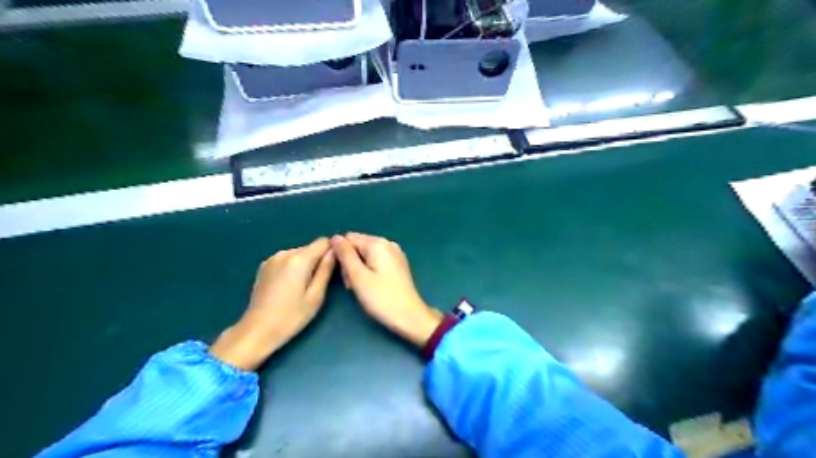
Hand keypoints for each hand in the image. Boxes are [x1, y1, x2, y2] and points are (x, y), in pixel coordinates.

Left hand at [213, 237, 337, 369]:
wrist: (256, 331)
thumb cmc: (291, 316)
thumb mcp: (316, 296)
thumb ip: (326, 270)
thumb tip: (335, 252)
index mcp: (299, 259)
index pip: (323, 242)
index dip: (332, 251)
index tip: (334, 268)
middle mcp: (285, 253)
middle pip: (310, 248)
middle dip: (318, 260)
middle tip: (318, 284)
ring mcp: (272, 259)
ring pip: (299, 254)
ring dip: (305, 265)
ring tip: (303, 287)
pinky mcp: (264, 266)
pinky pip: (287, 260)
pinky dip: (293, 268)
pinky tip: (289, 287)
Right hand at [333, 232, 444, 346]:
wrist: (409, 316)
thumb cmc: (381, 297)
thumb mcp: (358, 276)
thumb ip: (345, 255)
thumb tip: (335, 237)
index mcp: (378, 243)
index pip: (348, 238)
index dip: (340, 254)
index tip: (342, 274)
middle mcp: (388, 244)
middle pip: (358, 245)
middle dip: (349, 262)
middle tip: (351, 284)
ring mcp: (395, 254)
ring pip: (366, 254)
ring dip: (358, 268)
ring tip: (359, 287)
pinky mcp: (397, 265)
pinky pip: (376, 261)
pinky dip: (369, 271)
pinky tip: (369, 285)